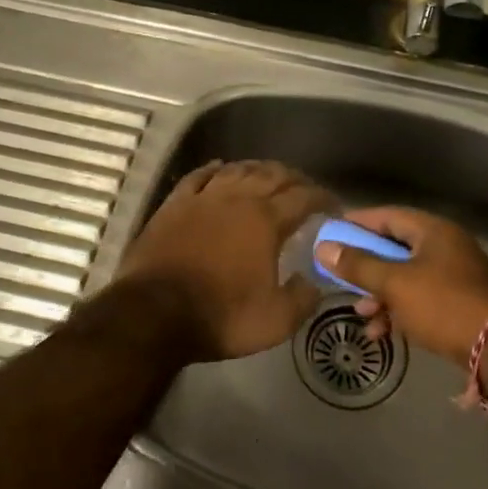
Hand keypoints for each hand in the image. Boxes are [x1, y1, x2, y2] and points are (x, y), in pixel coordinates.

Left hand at [112, 160, 334, 362]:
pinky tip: (220, 167)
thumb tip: (314, 283)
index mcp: (266, 221)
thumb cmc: (220, 316)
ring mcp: (204, 197)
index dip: (323, 197)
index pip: (304, 197)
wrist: (153, 314)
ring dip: (258, 169)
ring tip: (269, 175)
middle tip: (305, 188)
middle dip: (294, 178)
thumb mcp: (275, 321)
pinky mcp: (174, 204)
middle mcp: (238, 198)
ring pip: (237, 169)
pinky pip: (199, 176)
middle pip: (273, 175)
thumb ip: (302, 299)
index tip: (334, 205)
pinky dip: (214, 168)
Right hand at [315, 206, 487, 367]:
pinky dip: (398, 311)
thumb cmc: (444, 305)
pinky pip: (419, 299)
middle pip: (395, 248)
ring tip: (361, 314)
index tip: (331, 233)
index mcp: (433, 231)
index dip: (358, 223)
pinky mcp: (457, 303)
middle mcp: (445, 247)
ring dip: (380, 294)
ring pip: (405, 277)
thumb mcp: (395, 284)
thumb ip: (358, 265)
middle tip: (340, 277)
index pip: (388, 216)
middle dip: (366, 266)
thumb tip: (324, 248)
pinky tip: (381, 333)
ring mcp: (454, 276)